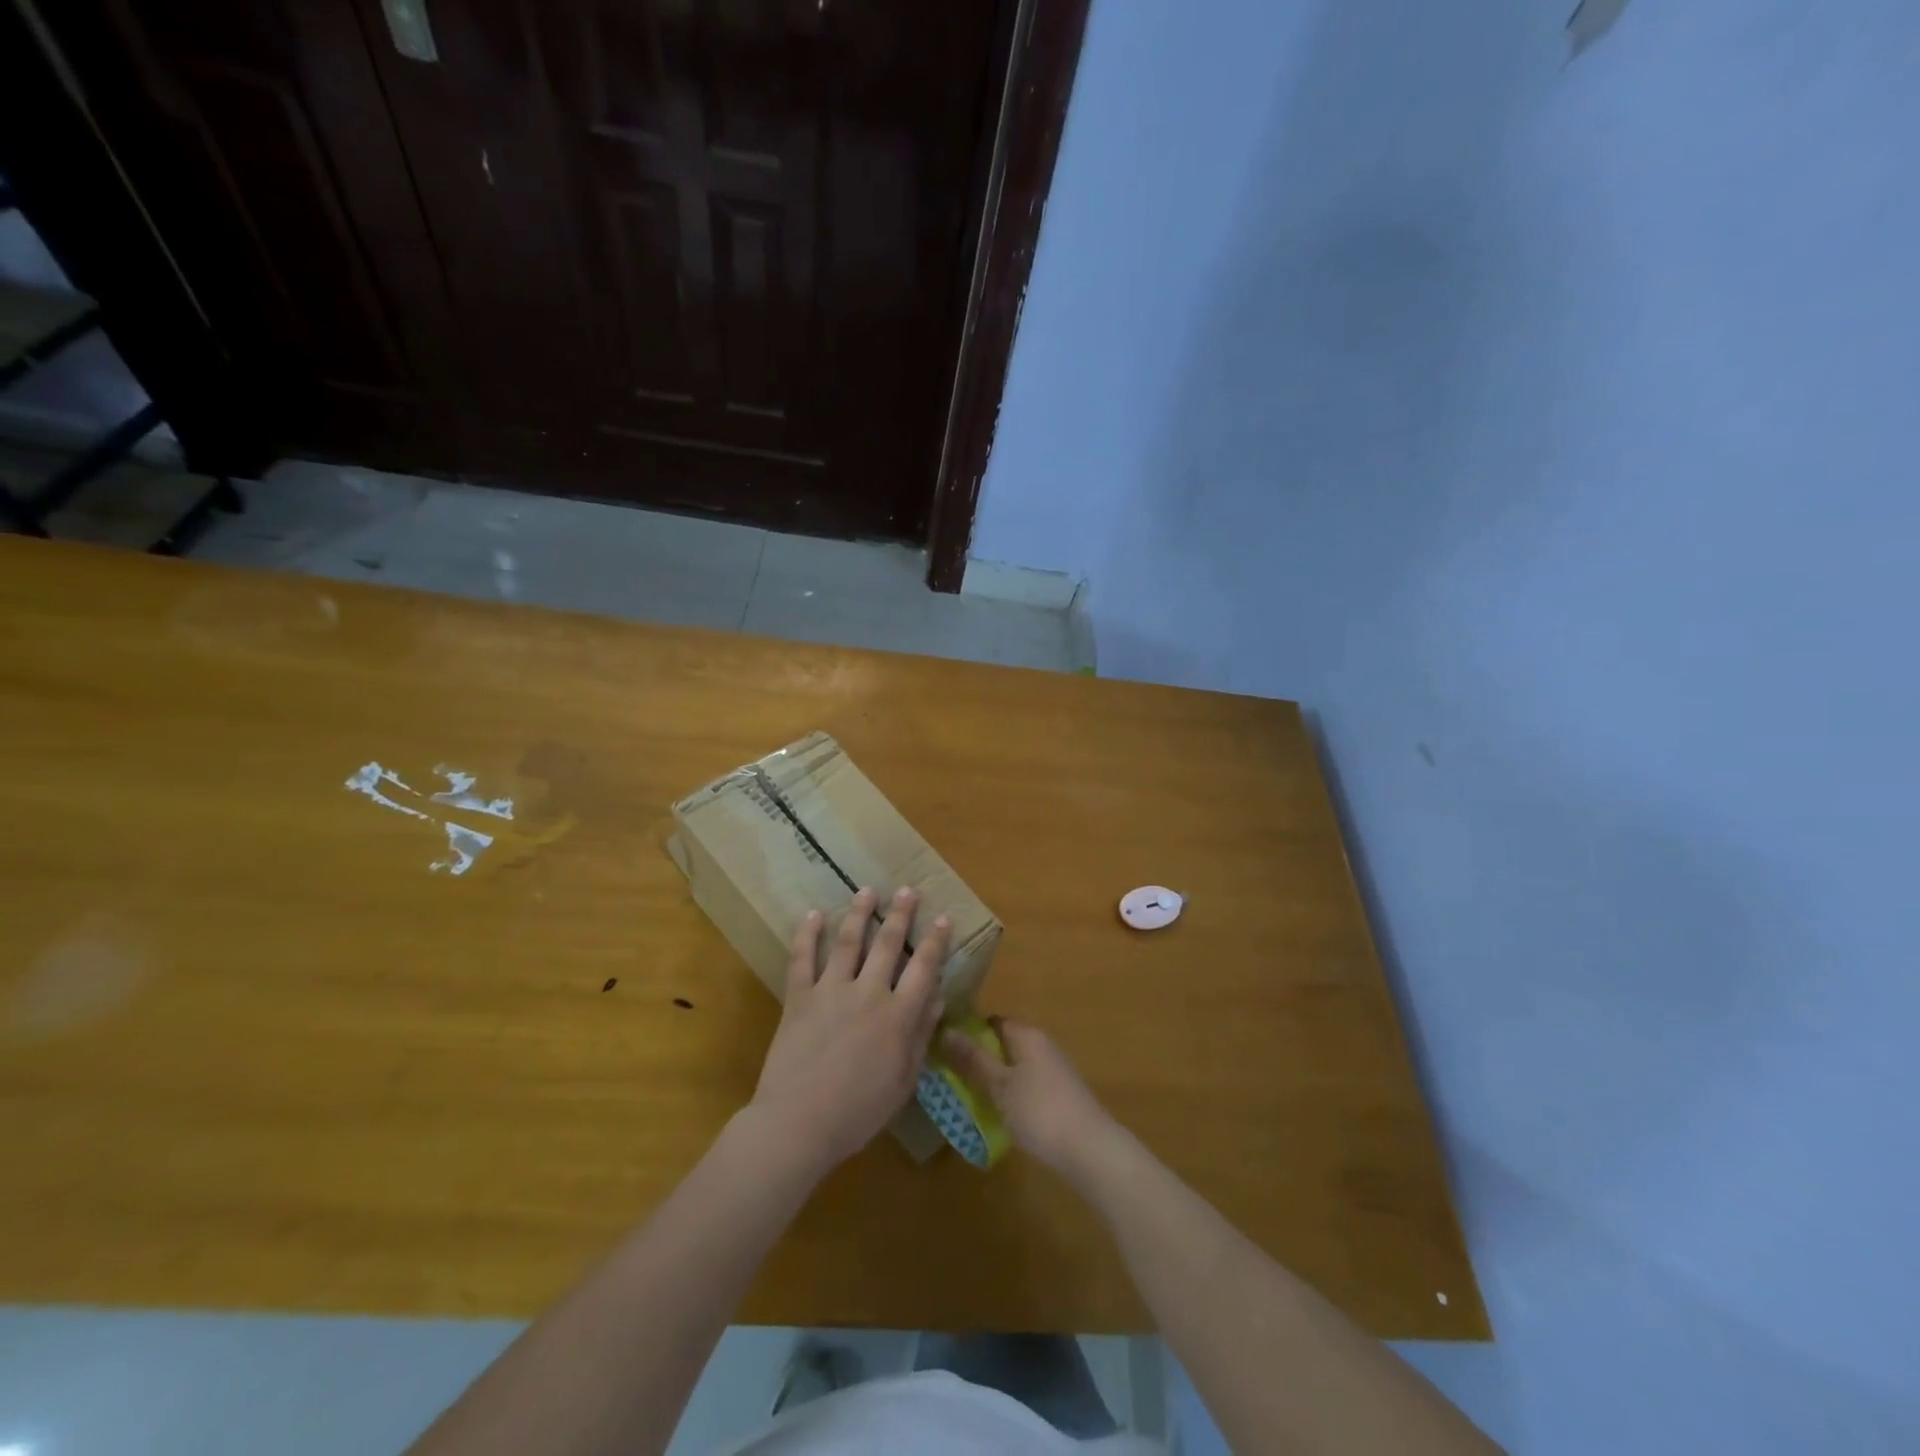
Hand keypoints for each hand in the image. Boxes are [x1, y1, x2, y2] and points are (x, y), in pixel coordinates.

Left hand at [749, 888, 949, 1172]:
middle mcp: (868, 993)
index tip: (942, 918)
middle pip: (887, 945)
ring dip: (859, 914)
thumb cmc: (858, 1112)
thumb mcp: (904, 1081)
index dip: (934, 941)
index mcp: (898, 1016)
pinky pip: (802, 959)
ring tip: (866, 890)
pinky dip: (807, 934)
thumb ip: (921, 1036)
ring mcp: (831, 991)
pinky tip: (813, 914)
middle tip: (906, 890)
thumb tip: (938, 998)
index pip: (923, 969)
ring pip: (847, 942)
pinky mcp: (799, 997)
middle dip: (900, 915)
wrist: (798, 1124)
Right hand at [939, 1019, 1113, 1174]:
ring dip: (994, 1079)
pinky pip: (1027, 1084)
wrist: (1090, 1148)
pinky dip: (1011, 1094)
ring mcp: (1053, 1069)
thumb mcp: (999, 1085)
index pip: (992, 1021)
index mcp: (1027, 1034)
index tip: (945, 1050)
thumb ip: (973, 1059)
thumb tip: (946, 1029)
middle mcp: (1042, 1044)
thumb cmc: (1039, 1110)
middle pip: (1003, 1043)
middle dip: (979, 1059)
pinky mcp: (1060, 1093)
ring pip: (1015, 1066)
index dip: (968, 1032)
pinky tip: (999, 1114)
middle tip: (951, 1078)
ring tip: (969, 1098)